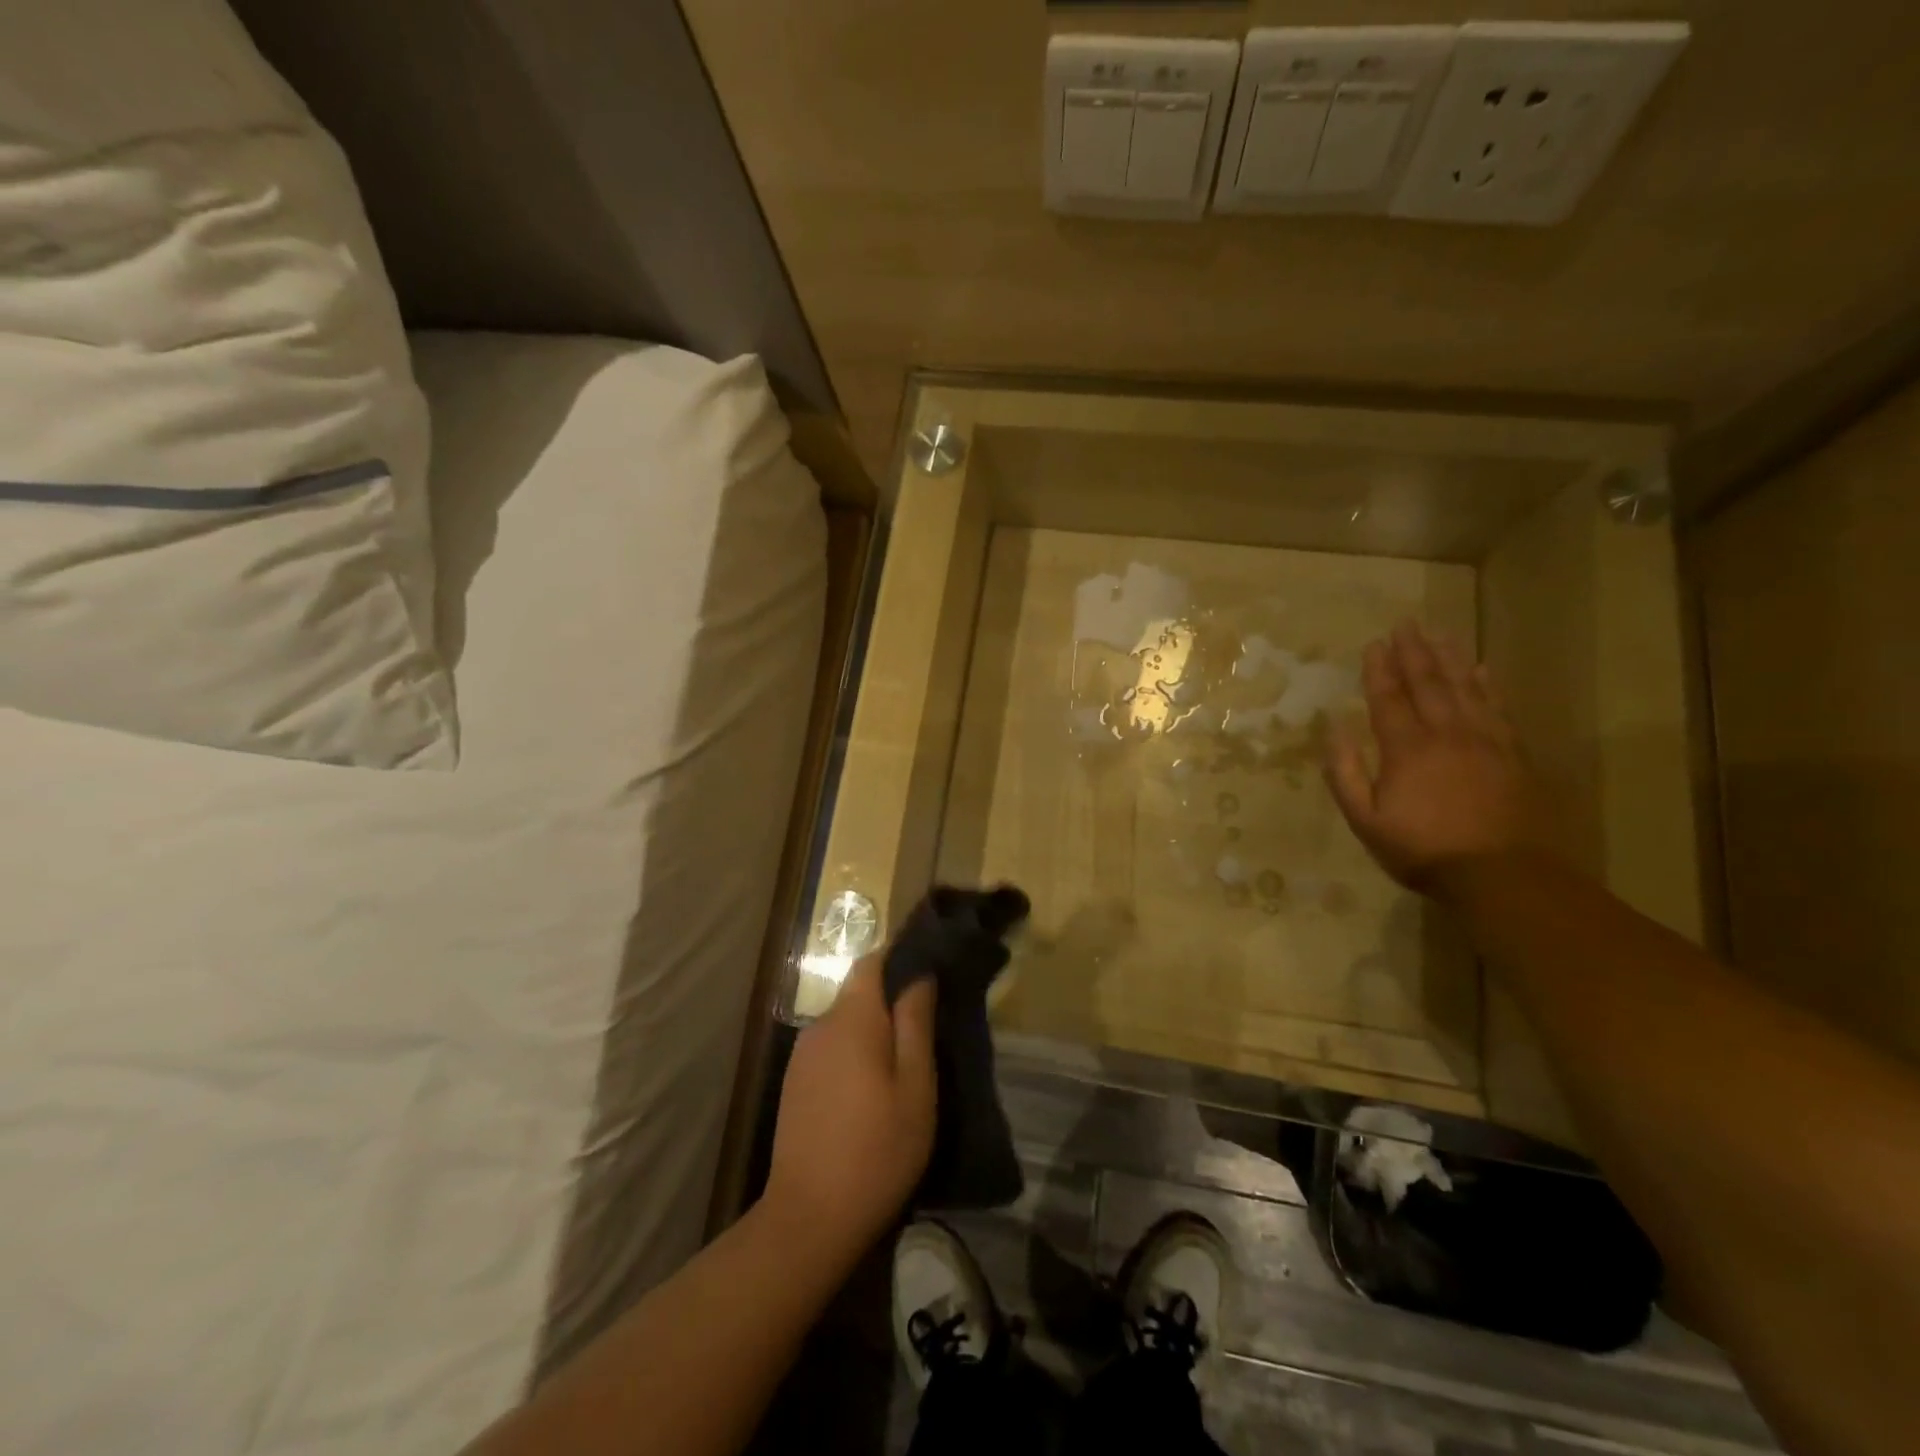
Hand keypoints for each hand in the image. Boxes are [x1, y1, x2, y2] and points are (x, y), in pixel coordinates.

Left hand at [763, 957, 935, 1265]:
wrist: (809, 1219)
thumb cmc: (877, 1149)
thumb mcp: (915, 1086)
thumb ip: (915, 1023)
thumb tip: (920, 973)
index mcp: (851, 1019)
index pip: (872, 961)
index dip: (900, 953)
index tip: (931, 959)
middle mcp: (820, 1026)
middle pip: (858, 990)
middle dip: (892, 994)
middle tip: (930, 1014)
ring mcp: (803, 1055)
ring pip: (846, 1021)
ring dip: (874, 1025)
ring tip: (907, 1051)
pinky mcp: (796, 1082)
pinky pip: (832, 1046)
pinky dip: (856, 1049)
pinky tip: (873, 1082)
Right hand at [1324, 621, 1547, 895]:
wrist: (1502, 875)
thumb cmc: (1422, 850)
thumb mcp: (1366, 821)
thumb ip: (1346, 774)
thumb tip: (1334, 730)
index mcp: (1407, 749)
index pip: (1388, 699)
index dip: (1378, 670)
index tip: (1373, 643)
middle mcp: (1446, 734)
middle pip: (1428, 683)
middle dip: (1413, 652)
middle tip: (1406, 624)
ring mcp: (1485, 741)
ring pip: (1465, 688)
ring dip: (1450, 658)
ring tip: (1440, 632)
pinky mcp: (1513, 754)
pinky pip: (1498, 708)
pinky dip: (1488, 685)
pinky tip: (1483, 668)